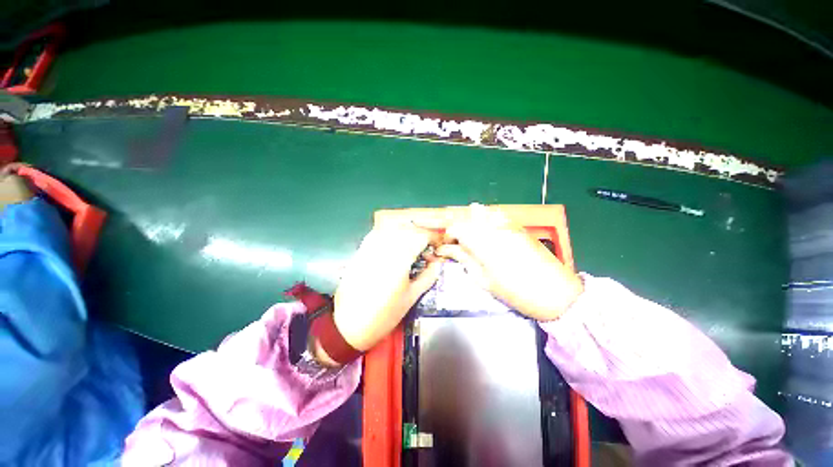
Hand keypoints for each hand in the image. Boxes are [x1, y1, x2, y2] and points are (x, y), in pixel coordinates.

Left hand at [331, 224, 442, 352]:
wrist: (350, 324)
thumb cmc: (385, 314)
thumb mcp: (411, 297)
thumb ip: (428, 277)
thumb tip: (438, 263)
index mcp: (400, 259)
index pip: (420, 236)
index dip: (433, 238)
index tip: (438, 246)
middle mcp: (385, 247)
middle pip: (407, 229)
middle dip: (421, 235)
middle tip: (427, 248)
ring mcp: (370, 247)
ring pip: (392, 228)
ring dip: (407, 233)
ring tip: (412, 246)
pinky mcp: (360, 251)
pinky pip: (378, 233)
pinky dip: (390, 234)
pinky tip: (394, 245)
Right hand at [436, 204, 583, 320]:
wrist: (557, 293)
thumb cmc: (516, 292)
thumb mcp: (484, 280)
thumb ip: (464, 259)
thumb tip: (446, 250)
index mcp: (484, 243)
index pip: (457, 227)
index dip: (448, 235)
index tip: (447, 247)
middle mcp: (495, 228)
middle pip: (468, 216)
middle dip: (458, 228)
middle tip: (458, 244)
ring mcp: (509, 225)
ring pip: (483, 211)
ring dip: (472, 221)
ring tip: (472, 237)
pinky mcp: (520, 227)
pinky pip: (497, 215)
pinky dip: (487, 220)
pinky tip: (488, 233)